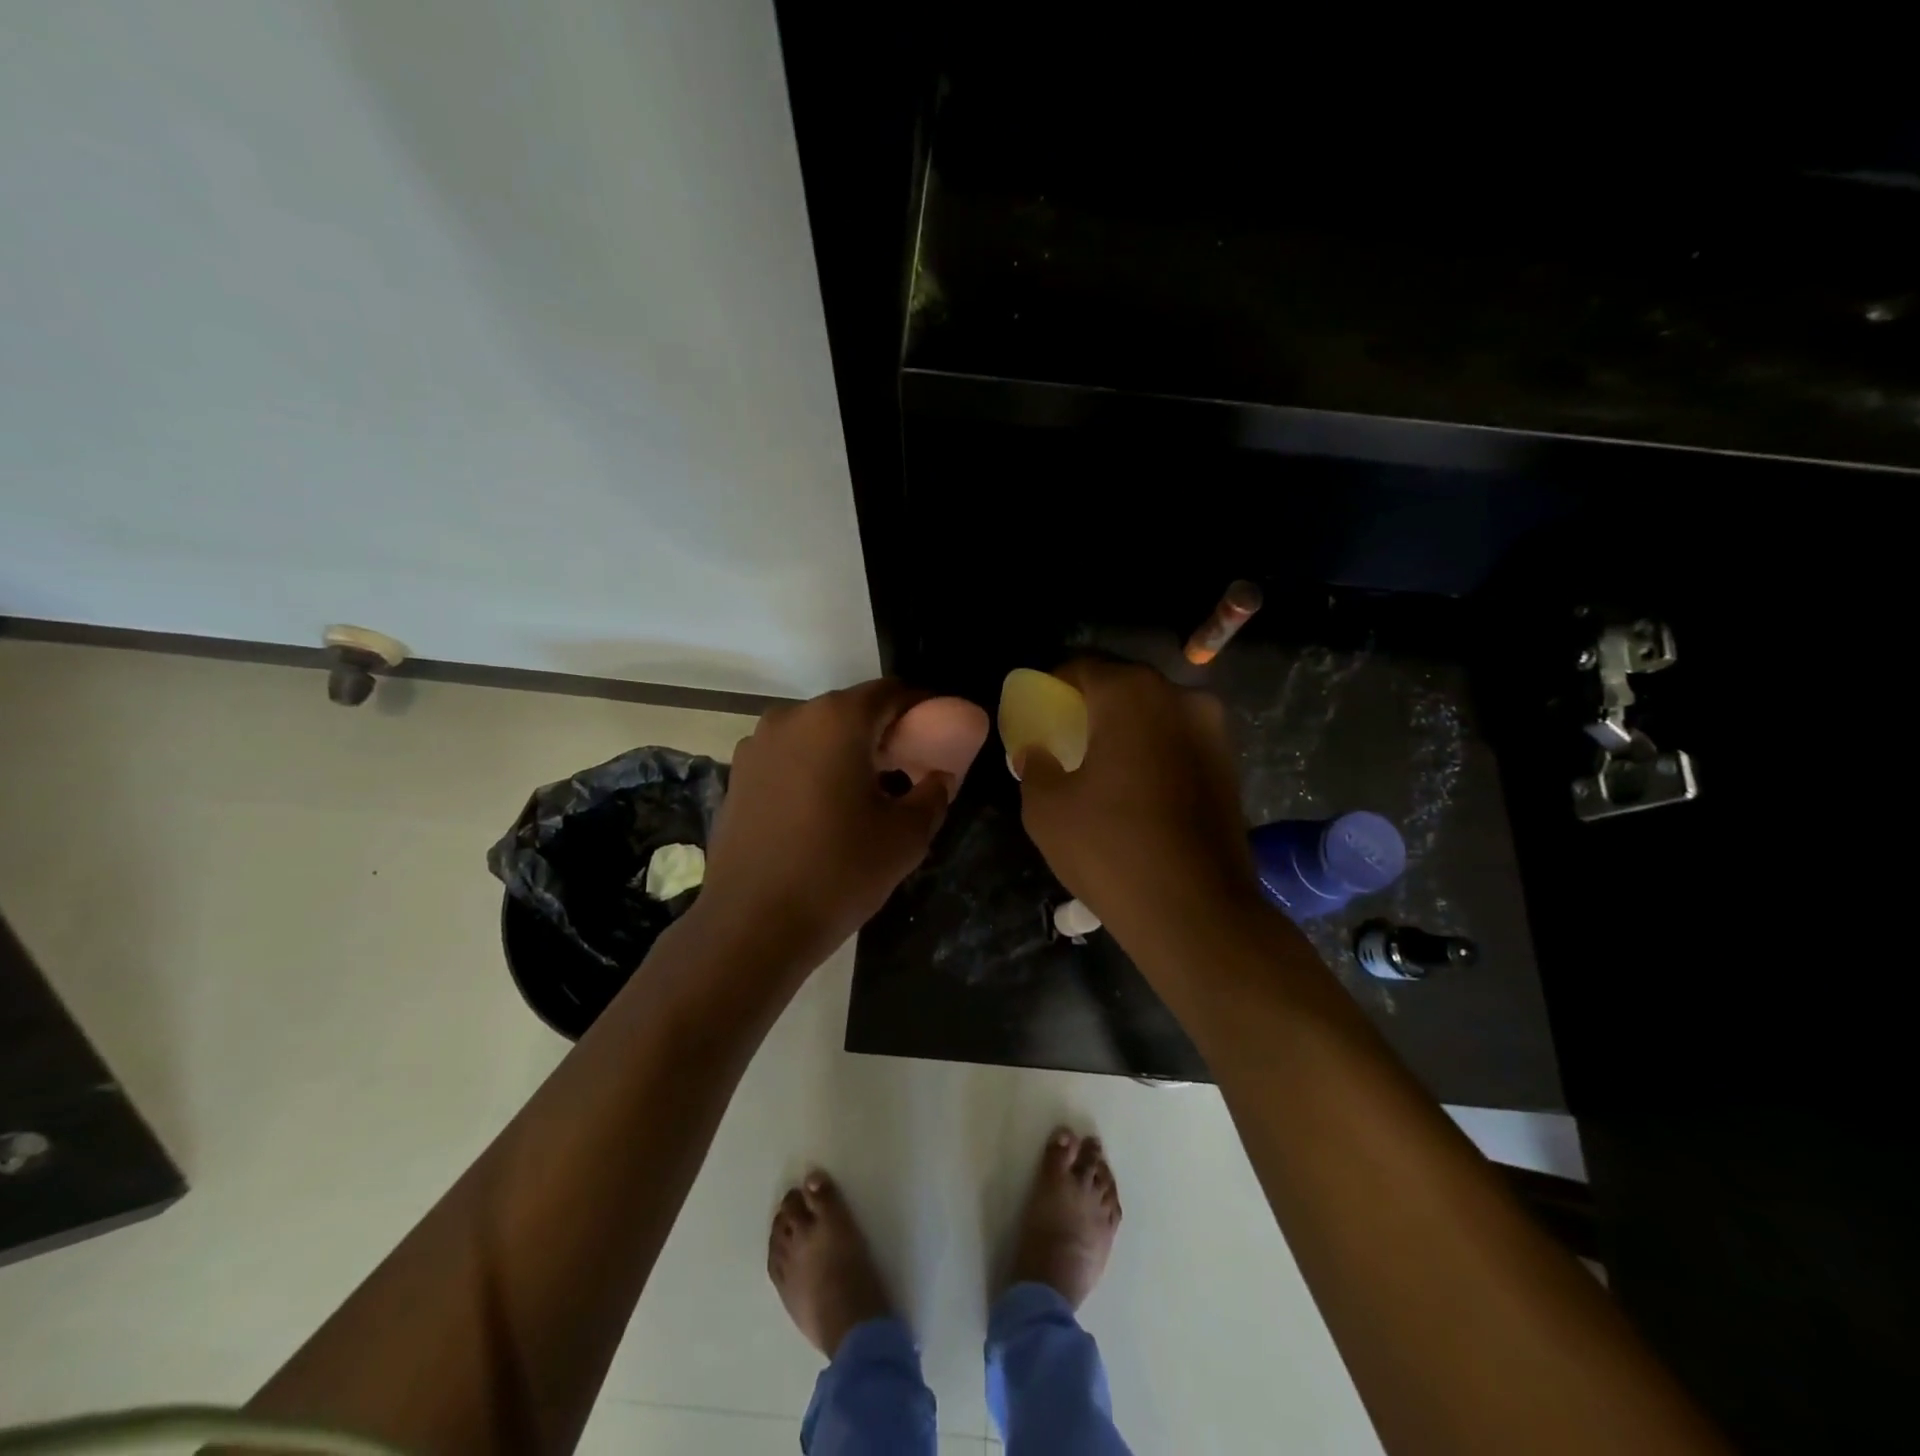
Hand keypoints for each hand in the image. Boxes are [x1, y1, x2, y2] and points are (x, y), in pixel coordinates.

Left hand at [693, 680, 973, 975]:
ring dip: (847, 749)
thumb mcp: (906, 837)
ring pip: (818, 733)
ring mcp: (757, 745)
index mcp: (837, 719)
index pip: (892, 693)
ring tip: (867, 789)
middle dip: (885, 731)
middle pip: (852, 710)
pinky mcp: (738, 775)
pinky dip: (814, 767)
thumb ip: (933, 794)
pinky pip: (789, 756)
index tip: (941, 731)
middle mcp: (792, 717)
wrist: (752, 925)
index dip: (923, 707)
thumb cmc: (838, 872)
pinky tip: (825, 807)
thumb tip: (938, 778)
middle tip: (910, 764)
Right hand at [1018, 660, 1260, 945]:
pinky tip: (1135, 788)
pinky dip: (1153, 750)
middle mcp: (1181, 698)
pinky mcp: (1230, 765)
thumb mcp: (1046, 808)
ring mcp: (1214, 731)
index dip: (1052, 685)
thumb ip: (1035, 764)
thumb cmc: (1111, 849)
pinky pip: (1178, 741)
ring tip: (1100, 765)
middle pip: (1123, 687)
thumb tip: (1036, 751)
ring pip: (1155, 714)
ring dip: (1125, 728)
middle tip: (1063, 738)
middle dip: (1090, 705)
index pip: (1082, 667)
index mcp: (1132, 695)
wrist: (1197, 913)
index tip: (1036, 713)